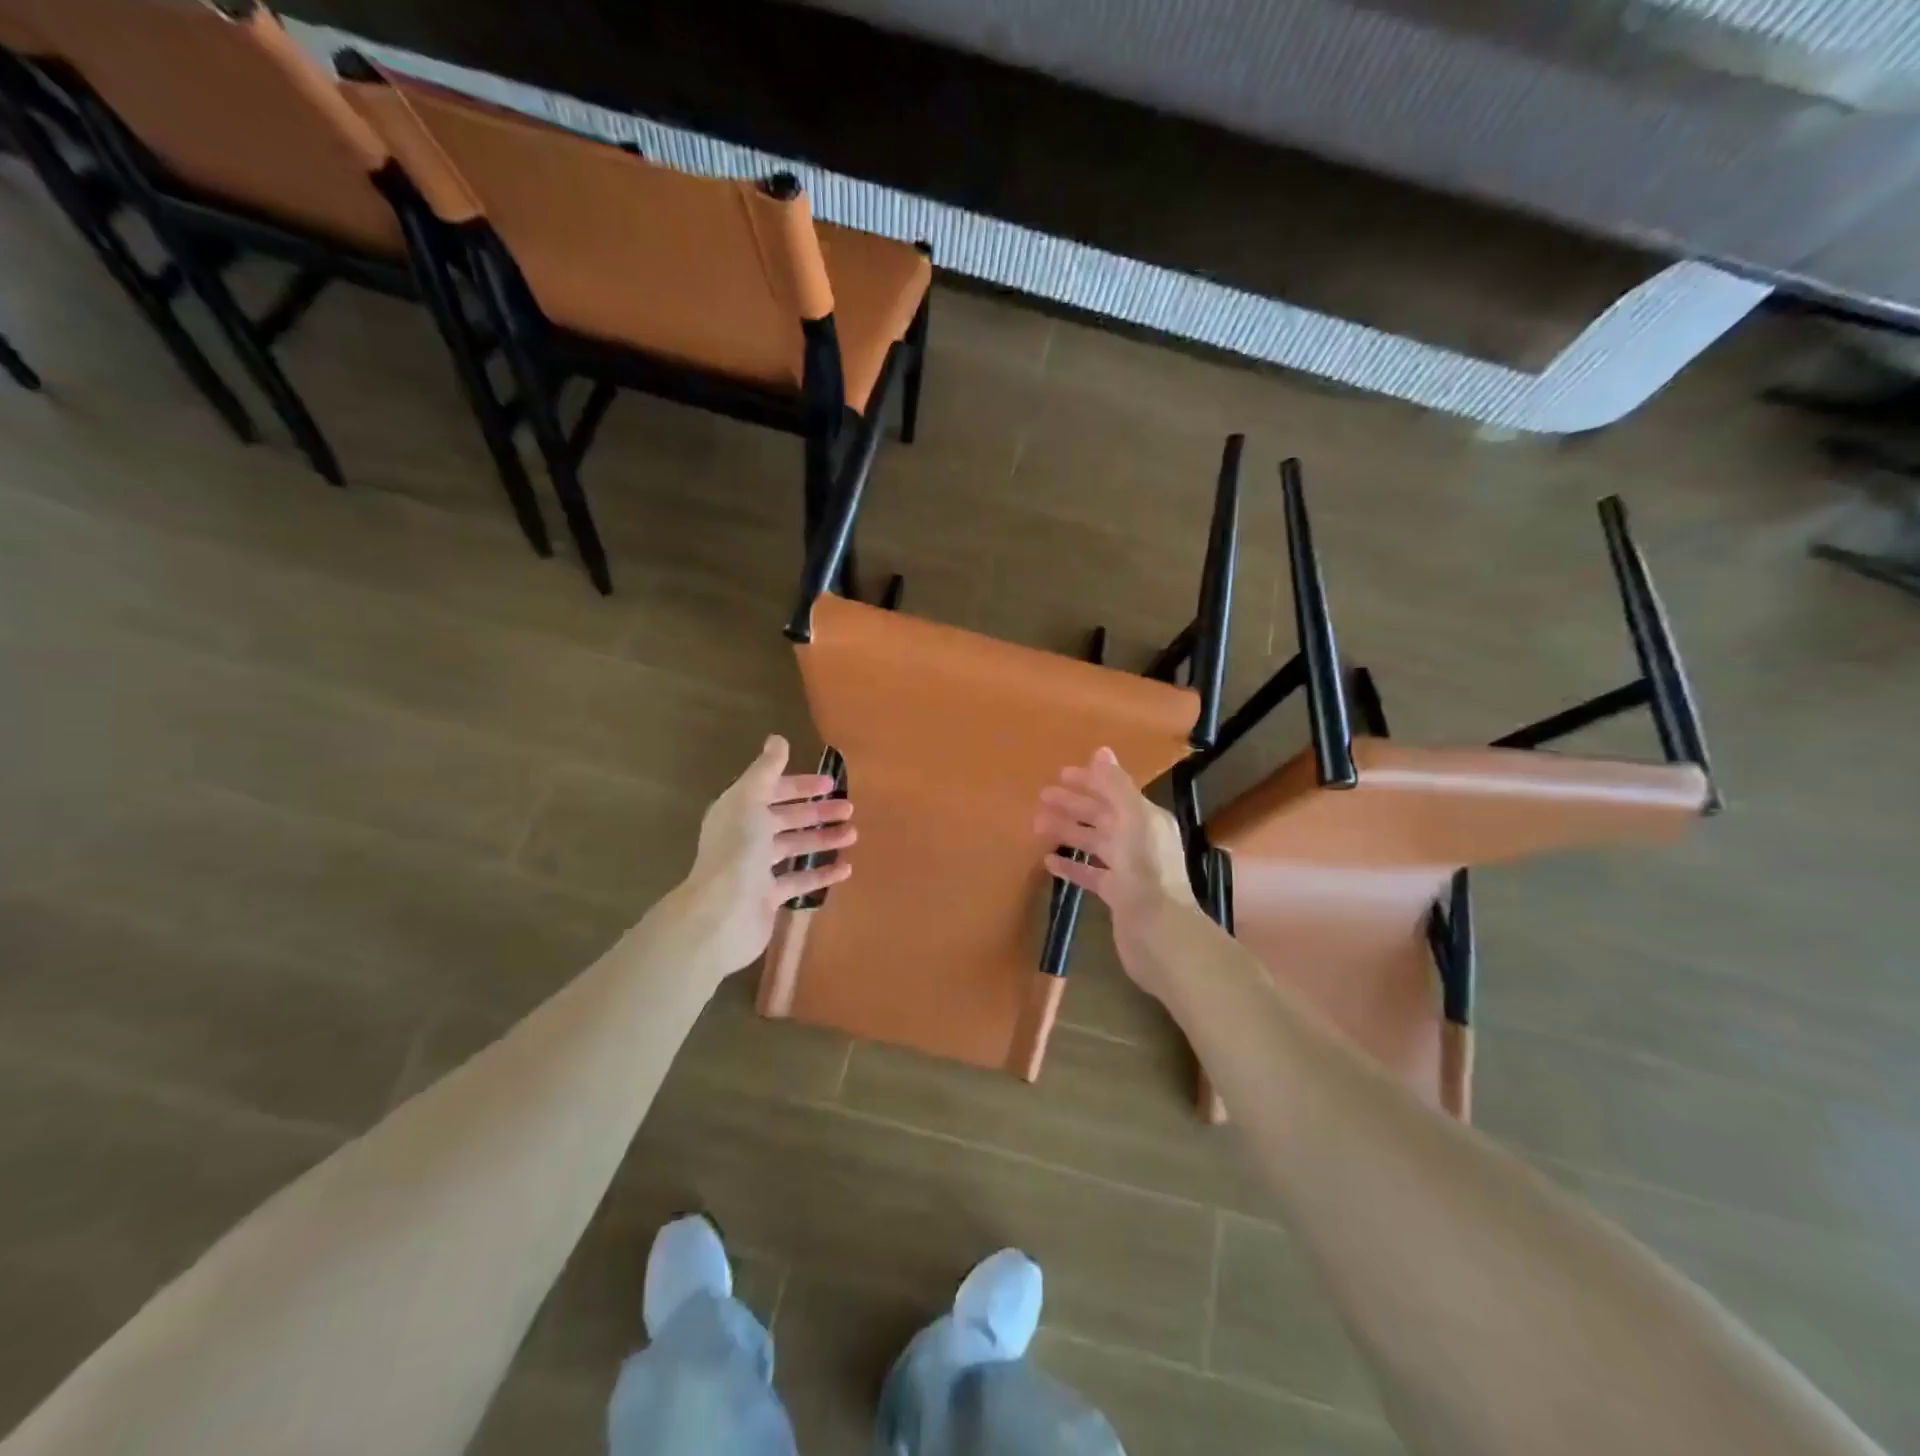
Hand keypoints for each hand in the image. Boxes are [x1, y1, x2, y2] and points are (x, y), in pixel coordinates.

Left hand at [670, 735, 855, 977]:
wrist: (722, 913)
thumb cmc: (738, 850)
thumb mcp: (750, 800)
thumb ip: (766, 770)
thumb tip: (777, 739)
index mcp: (739, 811)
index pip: (772, 791)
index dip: (800, 785)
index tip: (830, 783)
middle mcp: (746, 837)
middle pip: (786, 819)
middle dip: (817, 812)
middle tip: (849, 809)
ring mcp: (757, 869)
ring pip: (795, 848)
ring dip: (824, 839)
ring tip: (853, 835)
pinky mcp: (768, 898)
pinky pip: (800, 882)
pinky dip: (823, 874)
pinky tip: (846, 869)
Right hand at [1034, 747, 1203, 998]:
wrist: (1158, 932)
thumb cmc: (1146, 871)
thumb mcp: (1132, 819)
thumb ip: (1115, 786)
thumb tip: (1101, 751)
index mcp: (1146, 819)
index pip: (1114, 792)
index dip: (1089, 781)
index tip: (1059, 775)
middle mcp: (1139, 840)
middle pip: (1101, 816)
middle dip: (1073, 805)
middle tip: (1041, 798)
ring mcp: (1128, 869)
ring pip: (1093, 843)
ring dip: (1067, 831)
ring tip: (1037, 826)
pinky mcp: (1117, 895)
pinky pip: (1089, 873)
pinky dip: (1071, 865)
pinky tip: (1048, 861)